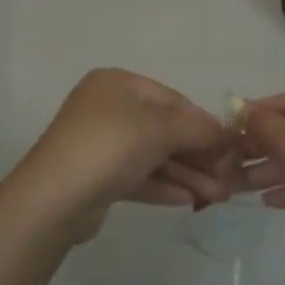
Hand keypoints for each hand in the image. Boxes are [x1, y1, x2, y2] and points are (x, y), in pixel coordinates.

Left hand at [11, 69, 235, 239]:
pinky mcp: (97, 177)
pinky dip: (164, 185)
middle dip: (197, 154)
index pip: (172, 99)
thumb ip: (197, 130)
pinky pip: (138, 176)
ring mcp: (100, 144)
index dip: (203, 122)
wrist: (53, 199)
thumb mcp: (160, 130)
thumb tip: (226, 134)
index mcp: (117, 84)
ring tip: (218, 196)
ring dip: (186, 174)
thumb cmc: (109, 146)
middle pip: (164, 129)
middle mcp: (107, 108)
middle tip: (228, 178)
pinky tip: (189, 200)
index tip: (231, 146)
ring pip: (152, 156)